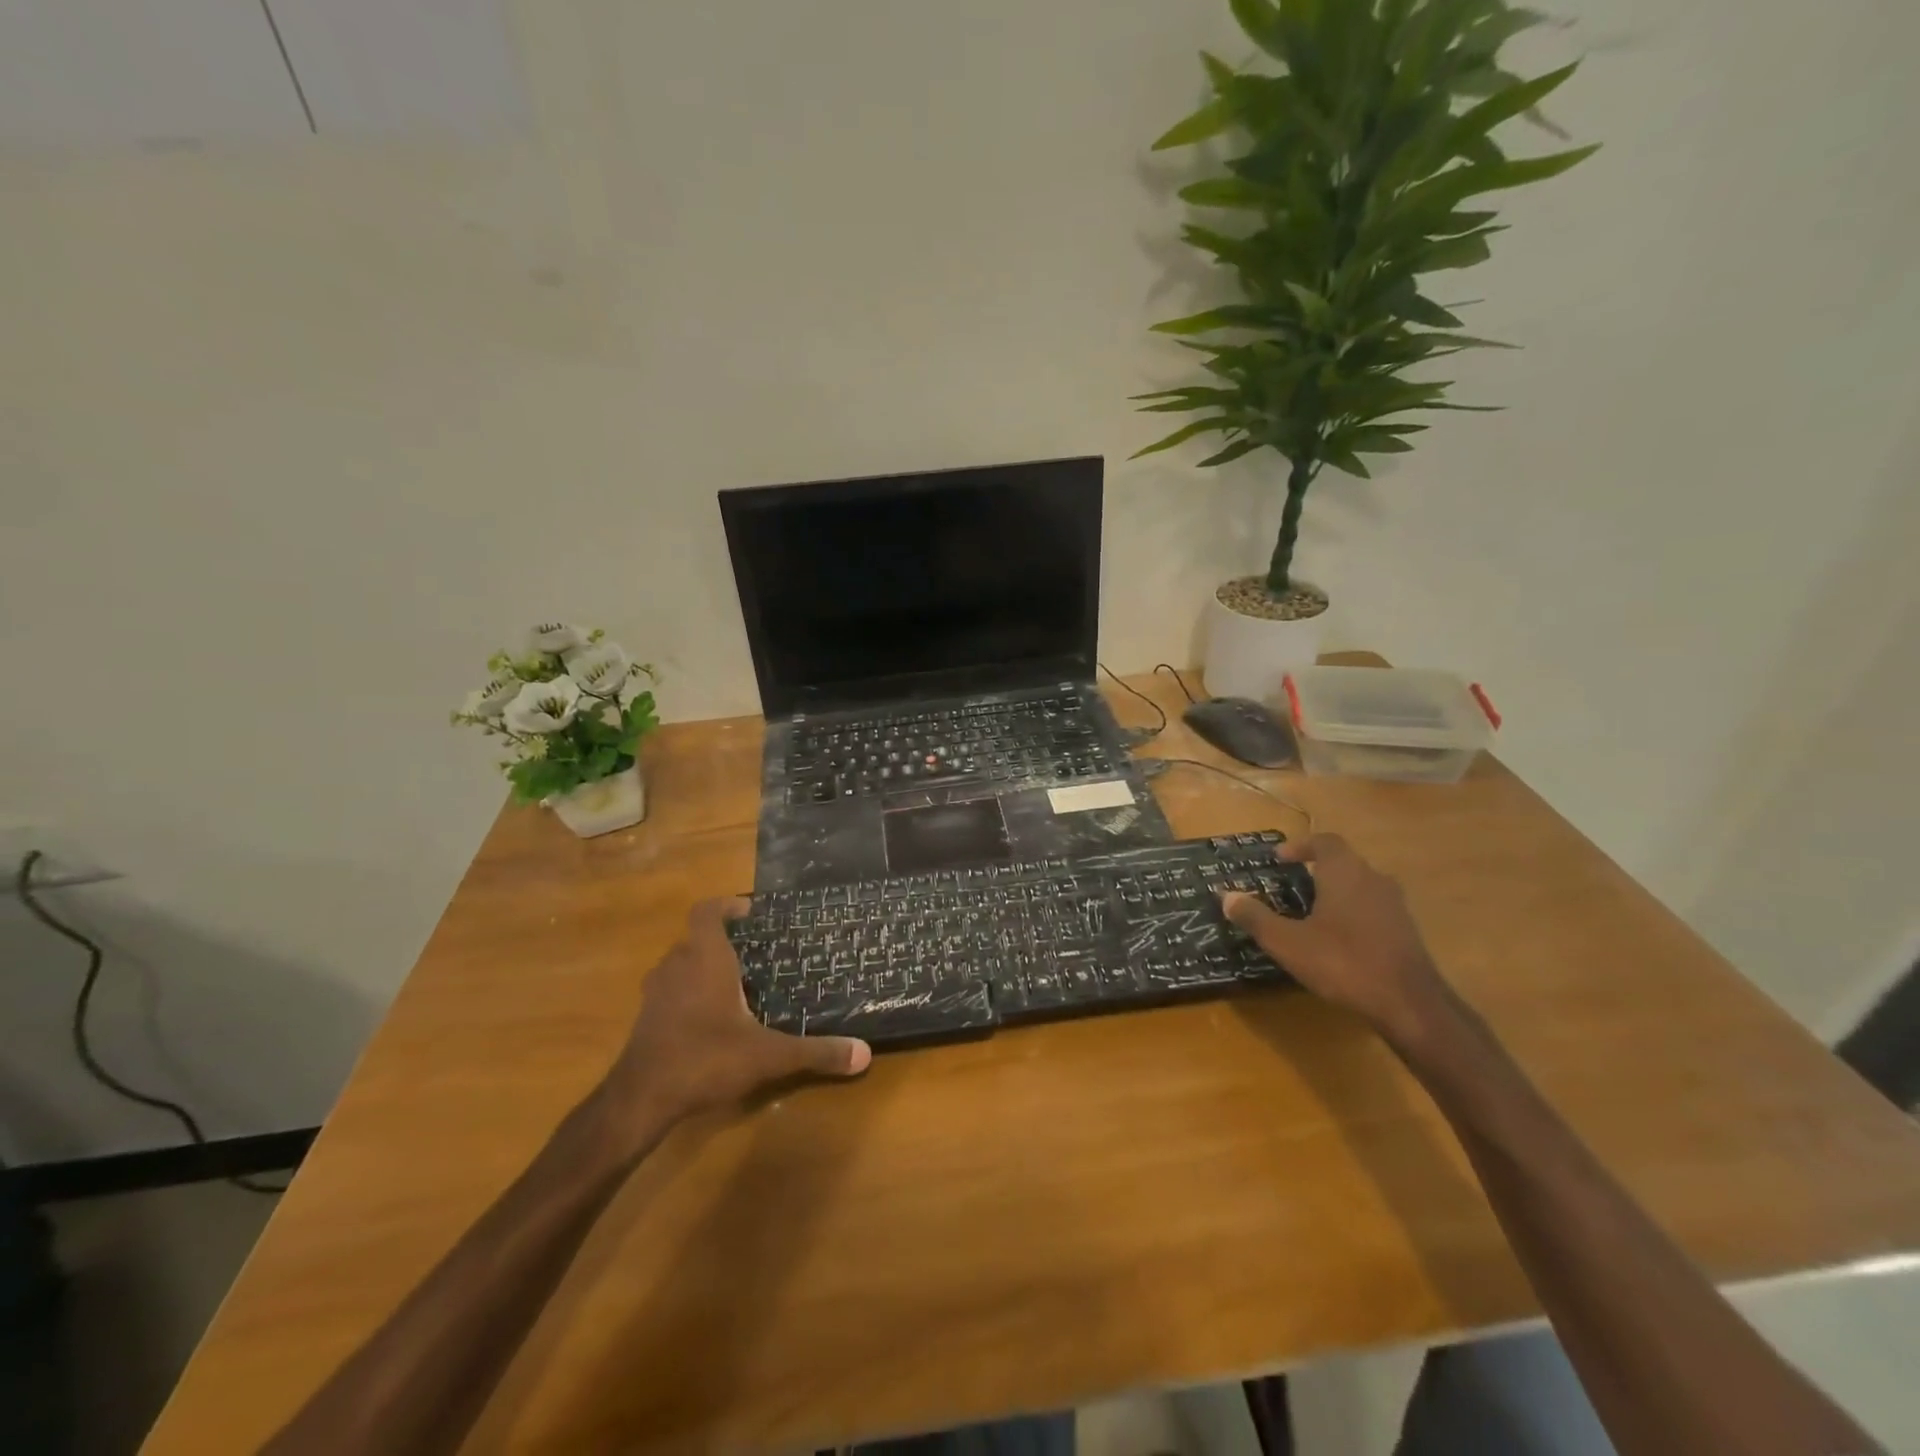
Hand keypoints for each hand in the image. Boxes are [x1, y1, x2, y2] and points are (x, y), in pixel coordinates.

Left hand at [602, 899, 870, 1131]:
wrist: (640, 1100)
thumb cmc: (705, 1058)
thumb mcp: (768, 1056)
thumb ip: (815, 1052)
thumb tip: (864, 1054)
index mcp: (705, 959)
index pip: (707, 911)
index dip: (726, 905)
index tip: (750, 912)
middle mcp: (677, 966)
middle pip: (696, 938)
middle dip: (723, 941)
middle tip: (756, 954)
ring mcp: (656, 992)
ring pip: (681, 964)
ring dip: (704, 967)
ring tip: (737, 985)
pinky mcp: (646, 1018)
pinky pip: (671, 990)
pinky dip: (689, 993)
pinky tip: (711, 1020)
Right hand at [1220, 834, 1448, 1040]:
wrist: (1410, 1004)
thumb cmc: (1343, 962)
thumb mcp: (1288, 942)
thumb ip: (1255, 917)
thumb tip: (1226, 896)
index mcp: (1345, 872)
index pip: (1324, 841)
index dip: (1301, 846)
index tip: (1280, 859)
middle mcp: (1373, 879)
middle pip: (1344, 862)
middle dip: (1316, 870)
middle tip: (1291, 885)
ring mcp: (1394, 905)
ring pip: (1360, 886)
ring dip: (1336, 892)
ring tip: (1311, 913)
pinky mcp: (1406, 931)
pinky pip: (1373, 909)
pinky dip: (1353, 913)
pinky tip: (1338, 939)